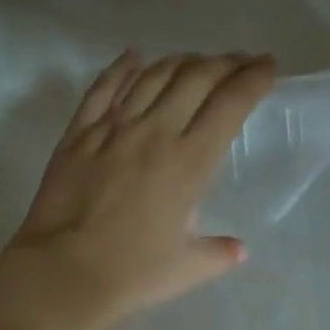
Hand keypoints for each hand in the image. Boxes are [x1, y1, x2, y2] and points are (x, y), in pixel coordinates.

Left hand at [0, 50, 275, 329]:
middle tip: (238, 62)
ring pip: (152, 75)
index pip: (231, 103)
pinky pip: (103, 87)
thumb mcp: (187, 268)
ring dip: (180, 61)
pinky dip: (121, 67)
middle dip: (224, 62)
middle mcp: (155, 131)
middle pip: (195, 77)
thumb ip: (218, 253)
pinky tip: (134, 56)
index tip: (267, 66)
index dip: (254, 78)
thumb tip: (238, 250)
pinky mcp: (78, 133)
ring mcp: (112, 128)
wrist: (63, 272)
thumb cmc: (132, 273)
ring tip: (195, 61)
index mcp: (190, 161)